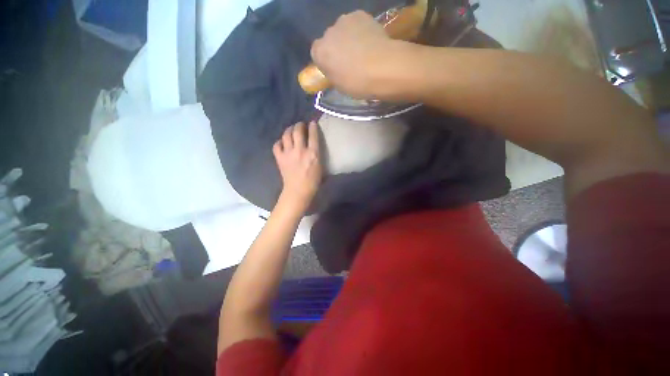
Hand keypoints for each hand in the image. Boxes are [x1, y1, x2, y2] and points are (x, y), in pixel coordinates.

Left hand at [273, 121, 321, 206]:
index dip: (313, 126)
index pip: (313, 135)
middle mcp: (300, 150)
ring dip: (289, 130)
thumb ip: (318, 154)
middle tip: (301, 125)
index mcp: (313, 153)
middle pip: (298, 131)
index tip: (312, 123)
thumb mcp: (321, 167)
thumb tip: (315, 146)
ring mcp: (288, 153)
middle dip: (299, 125)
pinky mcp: (280, 158)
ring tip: (291, 130)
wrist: (298, 191)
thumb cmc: (313, 181)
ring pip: (286, 135)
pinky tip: (282, 143)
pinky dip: (279, 142)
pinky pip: (277, 145)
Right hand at [311, 11, 396, 98]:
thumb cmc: (358, 83)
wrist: (382, 68)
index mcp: (320, 53)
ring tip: (363, 51)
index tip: (335, 68)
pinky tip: (370, 41)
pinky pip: (357, 23)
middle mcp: (328, 33)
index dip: (326, 60)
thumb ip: (333, 73)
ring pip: (343, 30)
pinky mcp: (360, 14)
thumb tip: (336, 68)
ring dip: (349, 38)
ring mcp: (344, 21)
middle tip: (350, 60)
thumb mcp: (339, 86)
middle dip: (337, 47)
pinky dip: (361, 31)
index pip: (317, 53)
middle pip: (330, 39)